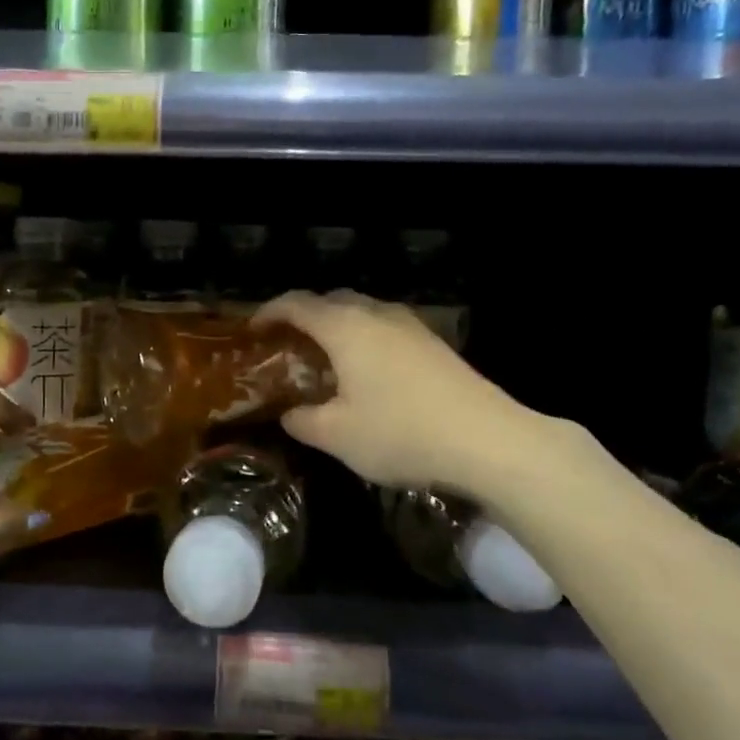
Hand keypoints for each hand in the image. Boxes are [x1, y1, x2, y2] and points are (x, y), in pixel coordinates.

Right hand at [255, 290, 552, 494]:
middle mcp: (376, 314)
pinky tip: (366, 371)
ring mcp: (410, 325)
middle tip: (287, 344)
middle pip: (330, 300)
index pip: (296, 303)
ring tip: (325, 358)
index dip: (268, 311)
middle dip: (302, 315)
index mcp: (345, 327)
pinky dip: (363, 337)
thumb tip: (288, 413)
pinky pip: (384, 327)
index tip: (252, 330)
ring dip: (336, 326)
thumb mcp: (337, 436)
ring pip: (361, 311)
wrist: (488, 440)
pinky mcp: (433, 342)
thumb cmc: (401, 433)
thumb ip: (302, 421)